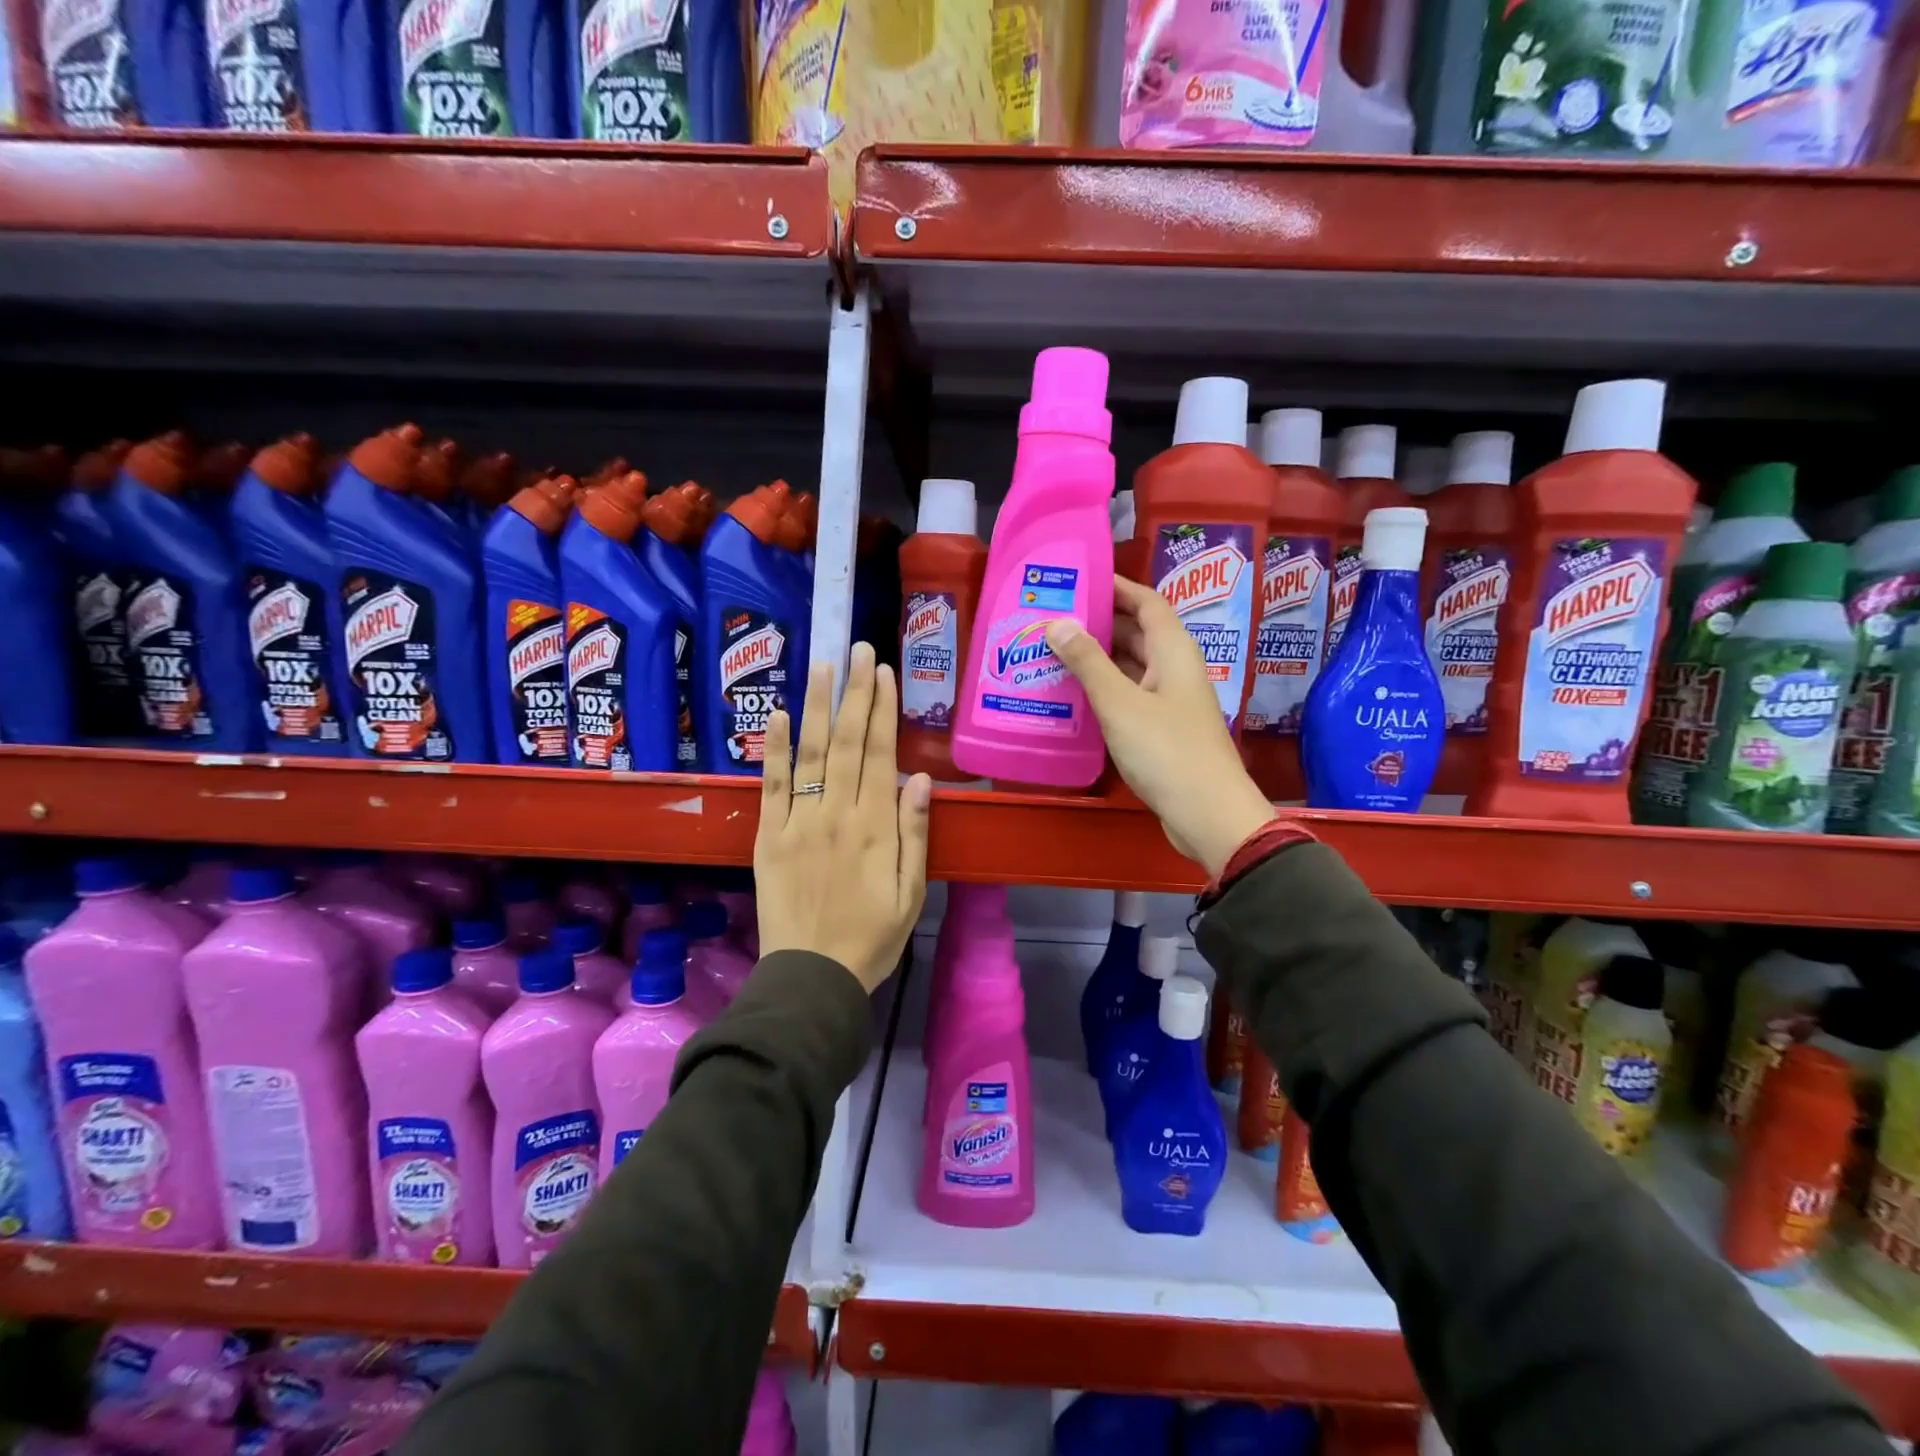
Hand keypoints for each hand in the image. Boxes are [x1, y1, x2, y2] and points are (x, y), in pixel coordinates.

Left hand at [755, 642, 932, 992]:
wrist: (812, 977)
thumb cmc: (872, 938)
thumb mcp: (912, 893)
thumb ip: (915, 834)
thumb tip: (920, 779)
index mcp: (876, 827)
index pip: (880, 754)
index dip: (883, 709)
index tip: (883, 671)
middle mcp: (837, 813)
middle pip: (847, 742)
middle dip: (854, 692)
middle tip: (856, 647)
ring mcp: (799, 822)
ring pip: (810, 753)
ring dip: (817, 705)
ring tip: (822, 664)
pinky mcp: (769, 836)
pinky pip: (772, 786)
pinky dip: (774, 749)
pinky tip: (777, 715)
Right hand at [1046, 576, 1274, 876]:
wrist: (1207, 814)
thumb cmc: (1166, 751)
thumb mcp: (1119, 703)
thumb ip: (1088, 662)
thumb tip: (1058, 623)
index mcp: (1173, 652)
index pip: (1147, 603)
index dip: (1117, 586)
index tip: (1080, 579)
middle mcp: (1175, 670)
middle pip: (1137, 633)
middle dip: (1099, 622)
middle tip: (1053, 618)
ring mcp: (1170, 702)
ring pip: (1131, 667)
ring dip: (1098, 659)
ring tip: (1053, 652)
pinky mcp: (1163, 731)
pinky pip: (1129, 697)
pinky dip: (1104, 690)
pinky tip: (1073, 696)